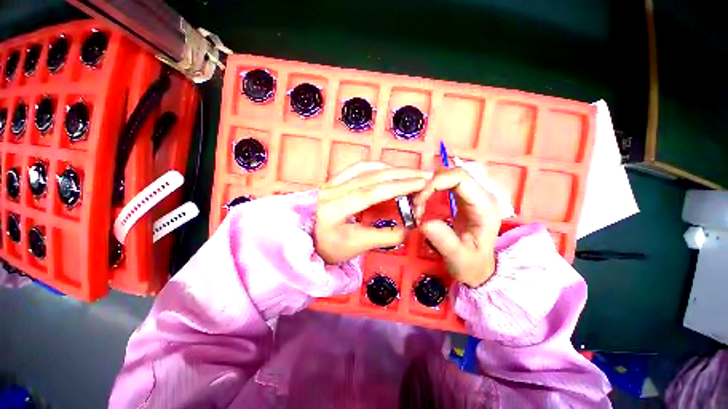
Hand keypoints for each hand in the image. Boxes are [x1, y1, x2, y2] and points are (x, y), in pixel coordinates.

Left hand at [315, 162, 429, 263]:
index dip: (399, 186)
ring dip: (390, 168)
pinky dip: (374, 166)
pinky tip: (386, 169)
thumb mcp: (354, 247)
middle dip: (401, 174)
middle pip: (372, 176)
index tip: (421, 183)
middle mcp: (333, 190)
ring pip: (365, 169)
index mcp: (335, 208)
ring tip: (410, 172)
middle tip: (425, 174)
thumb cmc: (326, 247)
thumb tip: (407, 229)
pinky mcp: (332, 181)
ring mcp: (331, 183)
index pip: (372, 192)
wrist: (299, 239)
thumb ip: (383, 237)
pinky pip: (355, 168)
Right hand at [412, 168, 500, 286]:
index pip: (460, 177)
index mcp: (484, 206)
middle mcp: (480, 195)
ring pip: (446, 176)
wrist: (478, 268)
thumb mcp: (459, 259)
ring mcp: (472, 195)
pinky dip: (429, 189)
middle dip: (428, 185)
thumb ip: (445, 242)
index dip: (435, 183)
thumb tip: (425, 223)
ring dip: (427, 187)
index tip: (419, 202)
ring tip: (418, 206)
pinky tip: (422, 203)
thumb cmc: (471, 265)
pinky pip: (444, 184)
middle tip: (415, 206)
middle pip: (452, 173)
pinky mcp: (463, 198)